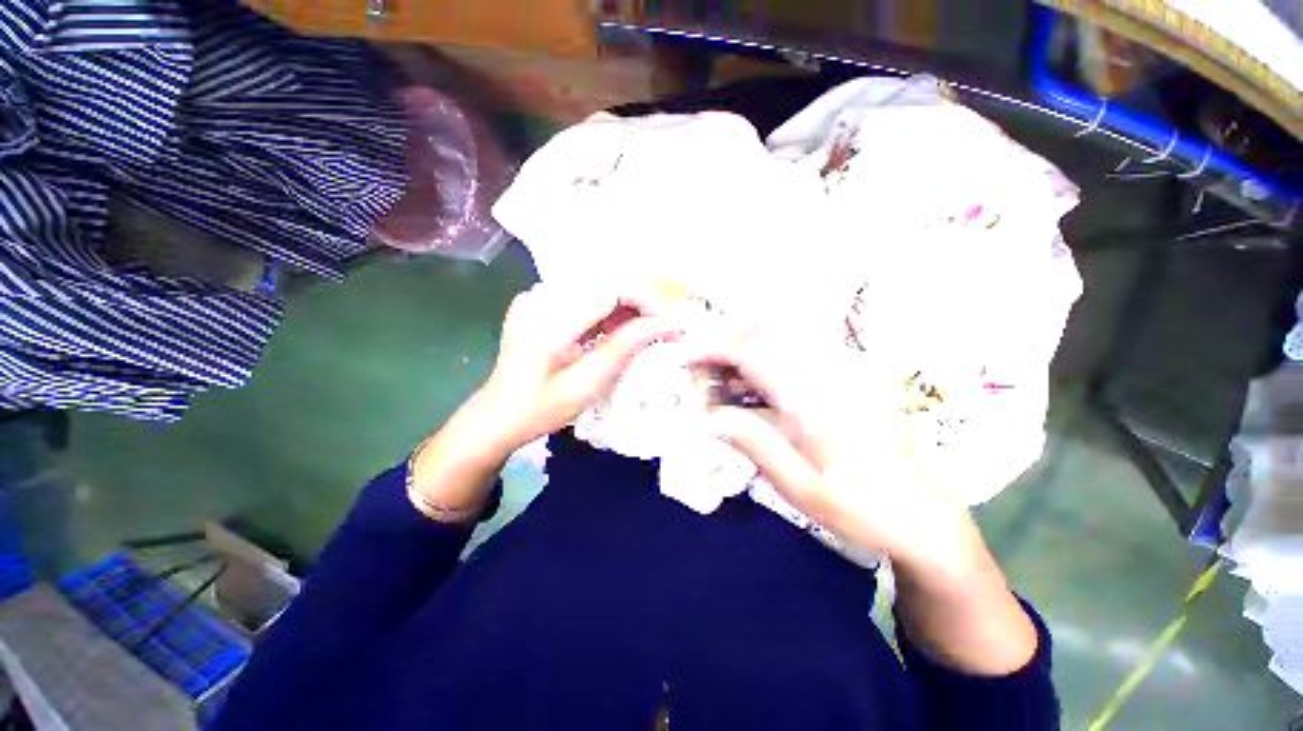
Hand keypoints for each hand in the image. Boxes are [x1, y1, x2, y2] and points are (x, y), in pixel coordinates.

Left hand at [473, 281, 683, 455]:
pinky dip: (610, 309)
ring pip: (598, 286)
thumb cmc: (541, 409)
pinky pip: (586, 295)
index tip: (671, 322)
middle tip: (666, 326)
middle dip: (642, 302)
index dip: (646, 299)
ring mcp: (538, 296)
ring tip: (649, 329)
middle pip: (606, 281)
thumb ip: (624, 347)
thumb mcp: (587, 383)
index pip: (609, 288)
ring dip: (628, 306)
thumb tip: (665, 323)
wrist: (498, 415)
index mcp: (548, 319)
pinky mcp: (541, 301)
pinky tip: (621, 328)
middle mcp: (541, 296)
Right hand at [690, 320, 1038, 675]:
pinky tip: (752, 389)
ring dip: (743, 352)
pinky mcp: (848, 380)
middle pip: (767, 333)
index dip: (714, 348)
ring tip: (719, 381)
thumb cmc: (863, 511)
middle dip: (725, 342)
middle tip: (699, 367)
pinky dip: (765, 363)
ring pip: (781, 339)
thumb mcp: (801, 490)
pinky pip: (797, 355)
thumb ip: (755, 446)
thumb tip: (709, 419)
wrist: (927, 519)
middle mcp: (830, 376)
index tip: (684, 356)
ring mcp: (843, 374)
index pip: (754, 353)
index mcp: (816, 402)